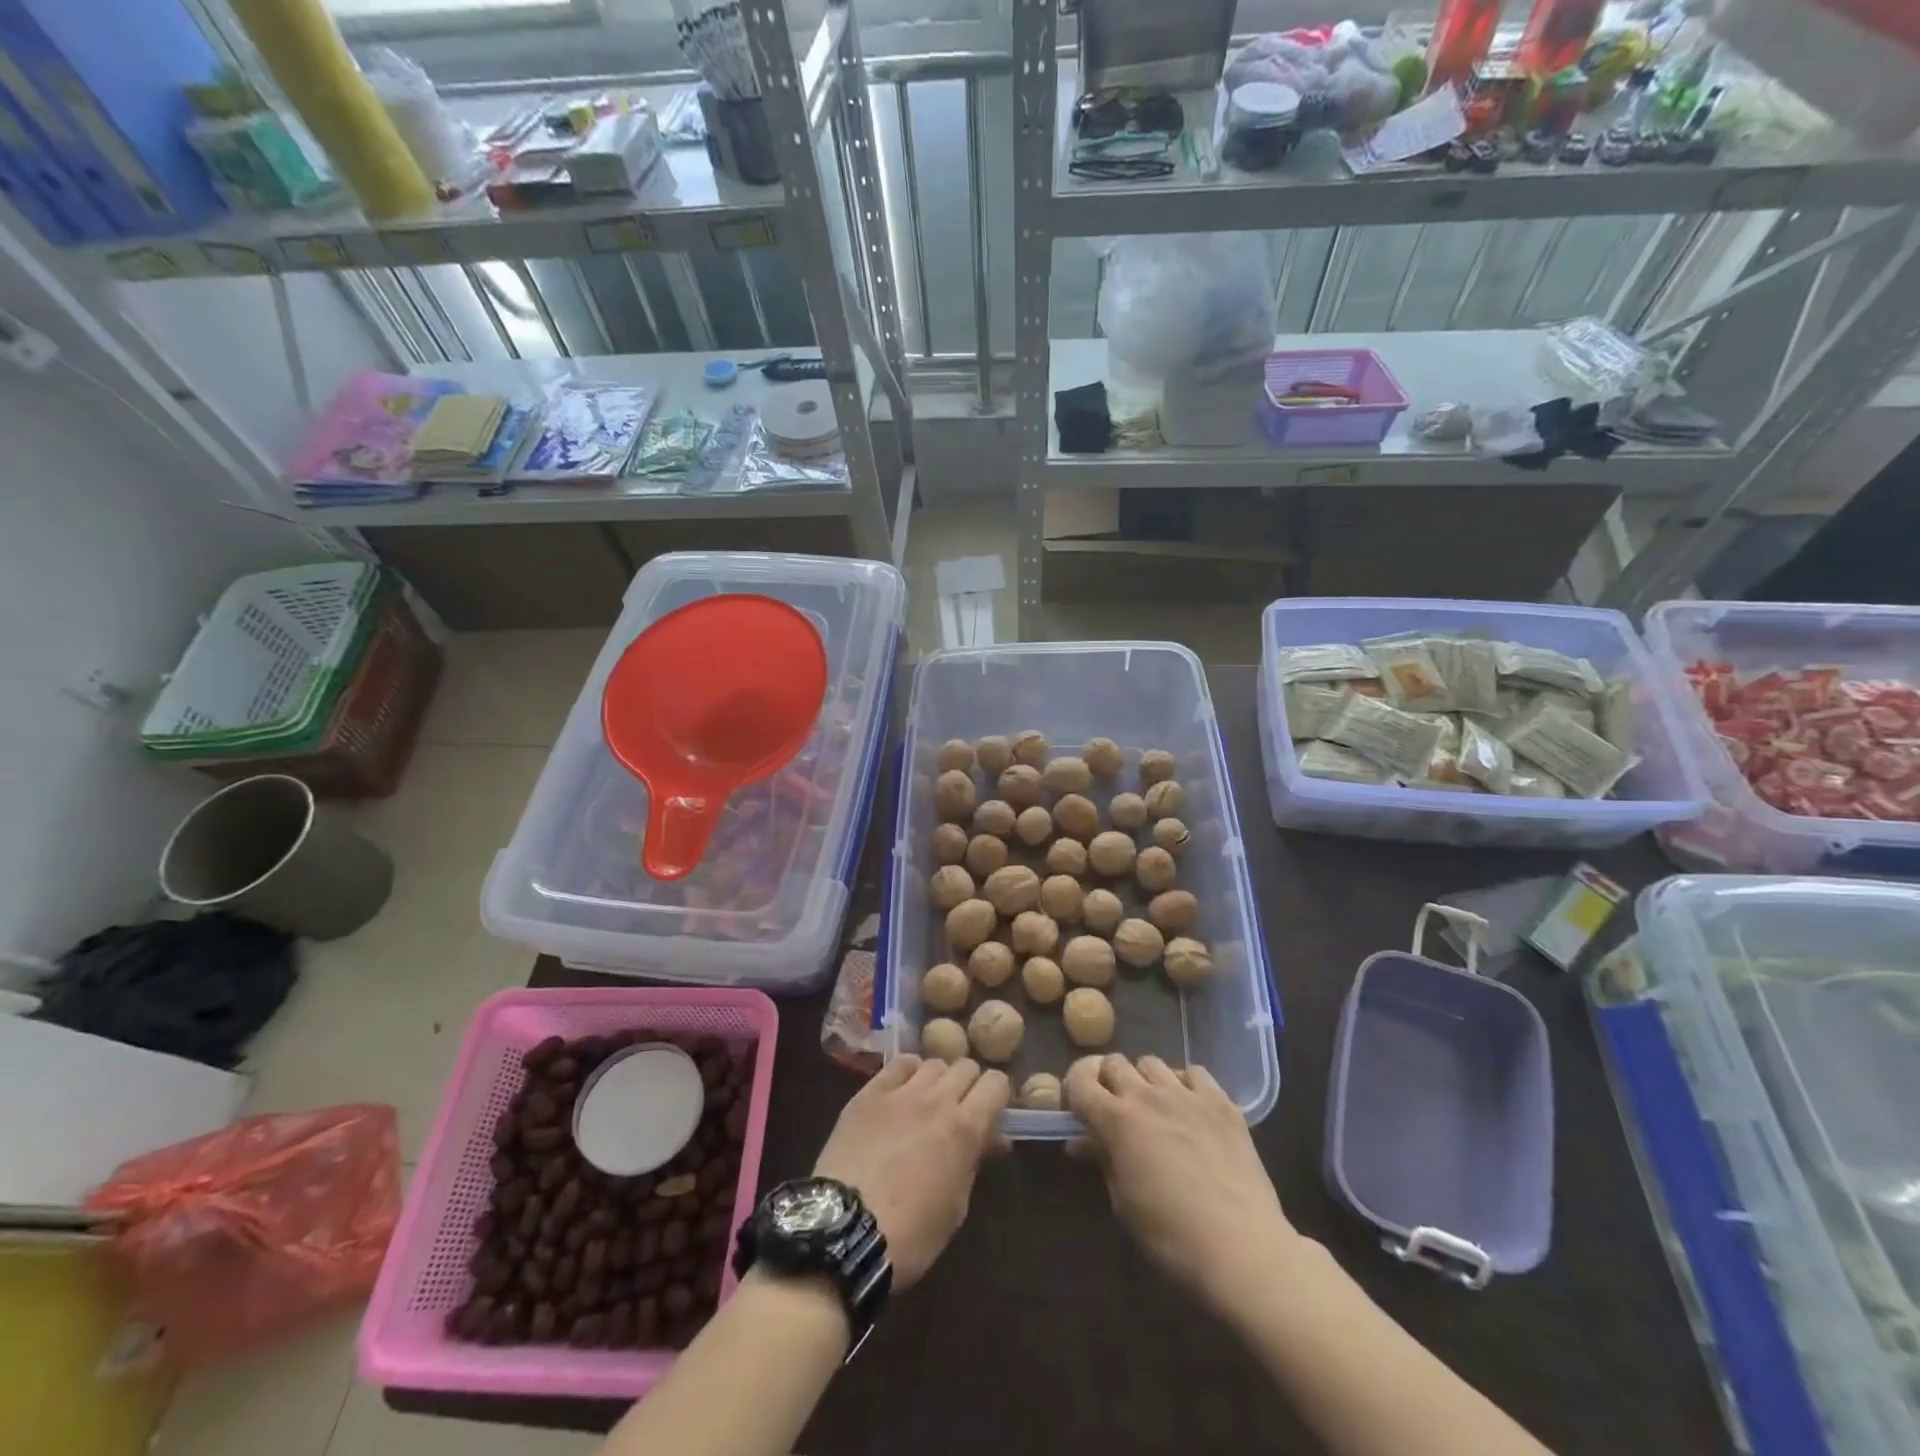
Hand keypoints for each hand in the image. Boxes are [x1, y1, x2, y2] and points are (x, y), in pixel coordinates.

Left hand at [813, 1054, 1008, 1288]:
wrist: (844, 1231)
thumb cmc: (911, 1234)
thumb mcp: (955, 1206)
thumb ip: (973, 1162)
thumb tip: (991, 1138)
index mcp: (966, 1128)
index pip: (996, 1083)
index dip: (998, 1096)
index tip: (991, 1113)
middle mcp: (938, 1099)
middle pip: (966, 1066)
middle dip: (969, 1086)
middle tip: (960, 1111)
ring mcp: (901, 1092)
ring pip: (933, 1062)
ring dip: (938, 1079)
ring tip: (928, 1103)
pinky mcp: (869, 1093)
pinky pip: (898, 1064)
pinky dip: (908, 1072)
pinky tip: (902, 1091)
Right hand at [1068, 1054, 1298, 1304]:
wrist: (1242, 1249)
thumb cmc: (1171, 1236)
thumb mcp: (1123, 1203)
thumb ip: (1103, 1161)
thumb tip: (1082, 1142)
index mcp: (1116, 1120)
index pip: (1080, 1079)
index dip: (1074, 1087)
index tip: (1079, 1106)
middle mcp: (1147, 1095)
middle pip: (1115, 1063)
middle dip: (1108, 1081)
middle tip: (1115, 1108)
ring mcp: (1186, 1094)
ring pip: (1152, 1062)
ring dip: (1144, 1080)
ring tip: (1154, 1107)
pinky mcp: (1221, 1101)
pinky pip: (1194, 1073)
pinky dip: (1184, 1084)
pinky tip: (1189, 1108)